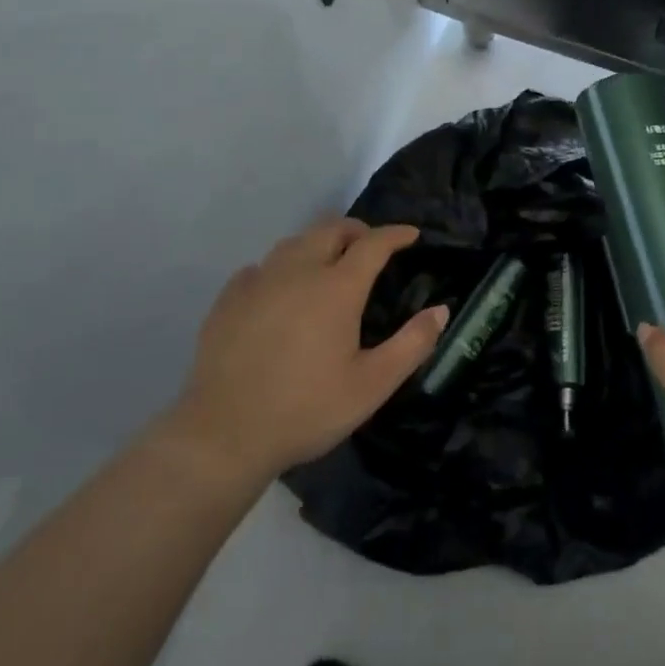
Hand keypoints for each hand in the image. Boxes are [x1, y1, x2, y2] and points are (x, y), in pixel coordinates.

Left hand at [164, 219, 446, 482]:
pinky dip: (281, 267)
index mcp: (337, 288)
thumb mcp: (372, 385)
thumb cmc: (306, 410)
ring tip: (329, 262)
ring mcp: (259, 282)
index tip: (411, 235)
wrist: (223, 436)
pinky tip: (280, 288)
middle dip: (357, 230)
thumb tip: (441, 310)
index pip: (373, 243)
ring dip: (319, 242)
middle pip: (331, 229)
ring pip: (294, 242)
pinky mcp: (229, 299)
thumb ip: (412, 344)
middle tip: (371, 247)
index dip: (396, 234)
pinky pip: (261, 267)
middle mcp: (298, 271)